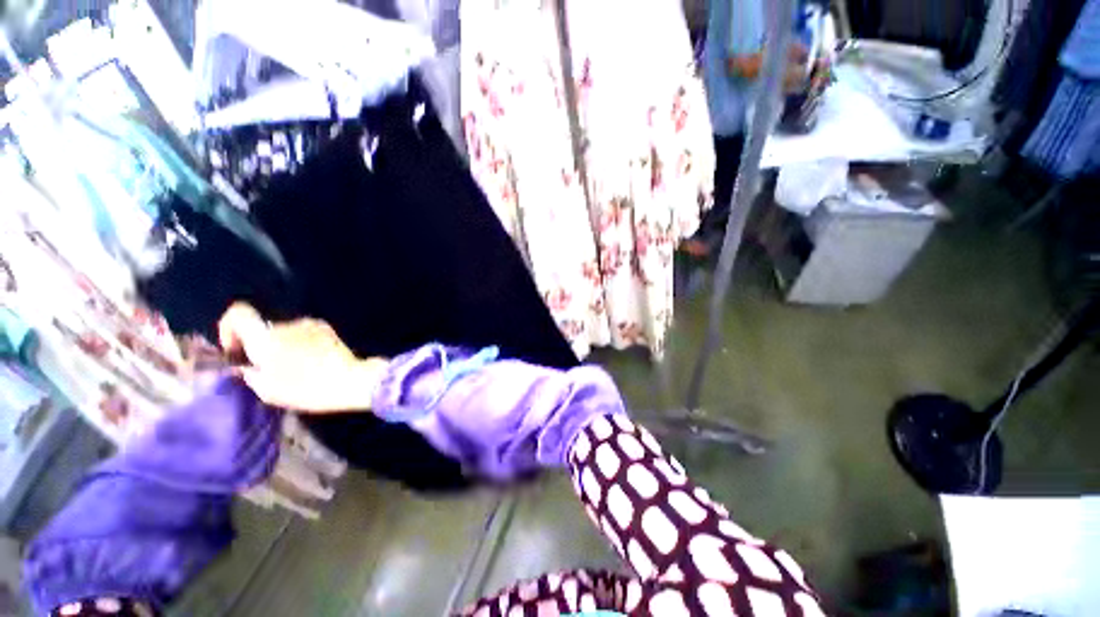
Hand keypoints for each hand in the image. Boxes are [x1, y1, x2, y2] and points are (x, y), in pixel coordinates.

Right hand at [218, 303, 386, 412]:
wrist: (350, 379)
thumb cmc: (305, 388)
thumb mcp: (266, 389)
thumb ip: (248, 373)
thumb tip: (244, 365)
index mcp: (265, 336)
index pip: (238, 312)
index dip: (229, 327)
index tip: (237, 349)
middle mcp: (287, 324)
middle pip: (262, 327)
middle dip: (259, 344)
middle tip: (266, 367)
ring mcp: (310, 324)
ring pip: (284, 332)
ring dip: (281, 345)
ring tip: (292, 367)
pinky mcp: (327, 329)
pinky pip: (303, 333)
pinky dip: (300, 344)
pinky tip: (310, 361)